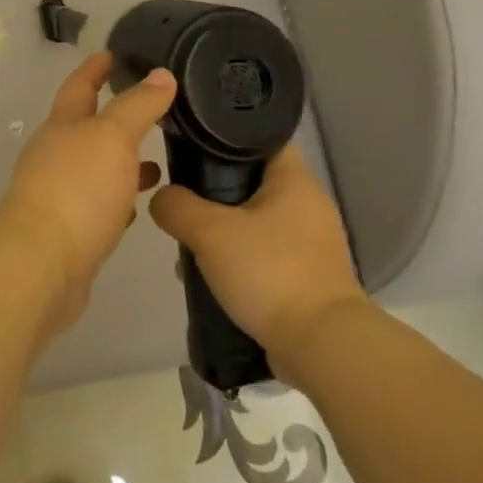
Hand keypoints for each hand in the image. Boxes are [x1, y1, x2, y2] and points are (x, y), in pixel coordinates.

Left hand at [0, 52, 177, 331]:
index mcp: (62, 125)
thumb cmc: (77, 189)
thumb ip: (138, 106)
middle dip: (114, 116)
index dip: (95, 68)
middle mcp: (55, 154)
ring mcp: (58, 193)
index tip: (112, 54)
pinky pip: (97, 204)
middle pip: (86, 127)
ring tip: (157, 161)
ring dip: (120, 161)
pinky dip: (117, 198)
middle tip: (150, 109)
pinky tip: (137, 206)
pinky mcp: (68, 230)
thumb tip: (160, 74)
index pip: (79, 86)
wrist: (41, 264)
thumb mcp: (113, 137)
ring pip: (95, 168)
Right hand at [149, 147, 363, 365]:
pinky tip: (212, 278)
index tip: (191, 145)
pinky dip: (239, 261)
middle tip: (183, 202)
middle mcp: (308, 205)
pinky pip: (264, 256)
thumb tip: (162, 199)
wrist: (320, 346)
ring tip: (191, 246)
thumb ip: (177, 206)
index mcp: (295, 180)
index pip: (260, 138)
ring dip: (223, 232)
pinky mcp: (307, 277)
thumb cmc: (269, 272)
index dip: (225, 136)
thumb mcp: (210, 232)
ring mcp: (311, 244)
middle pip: (252, 182)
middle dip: (214, 193)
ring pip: (255, 222)